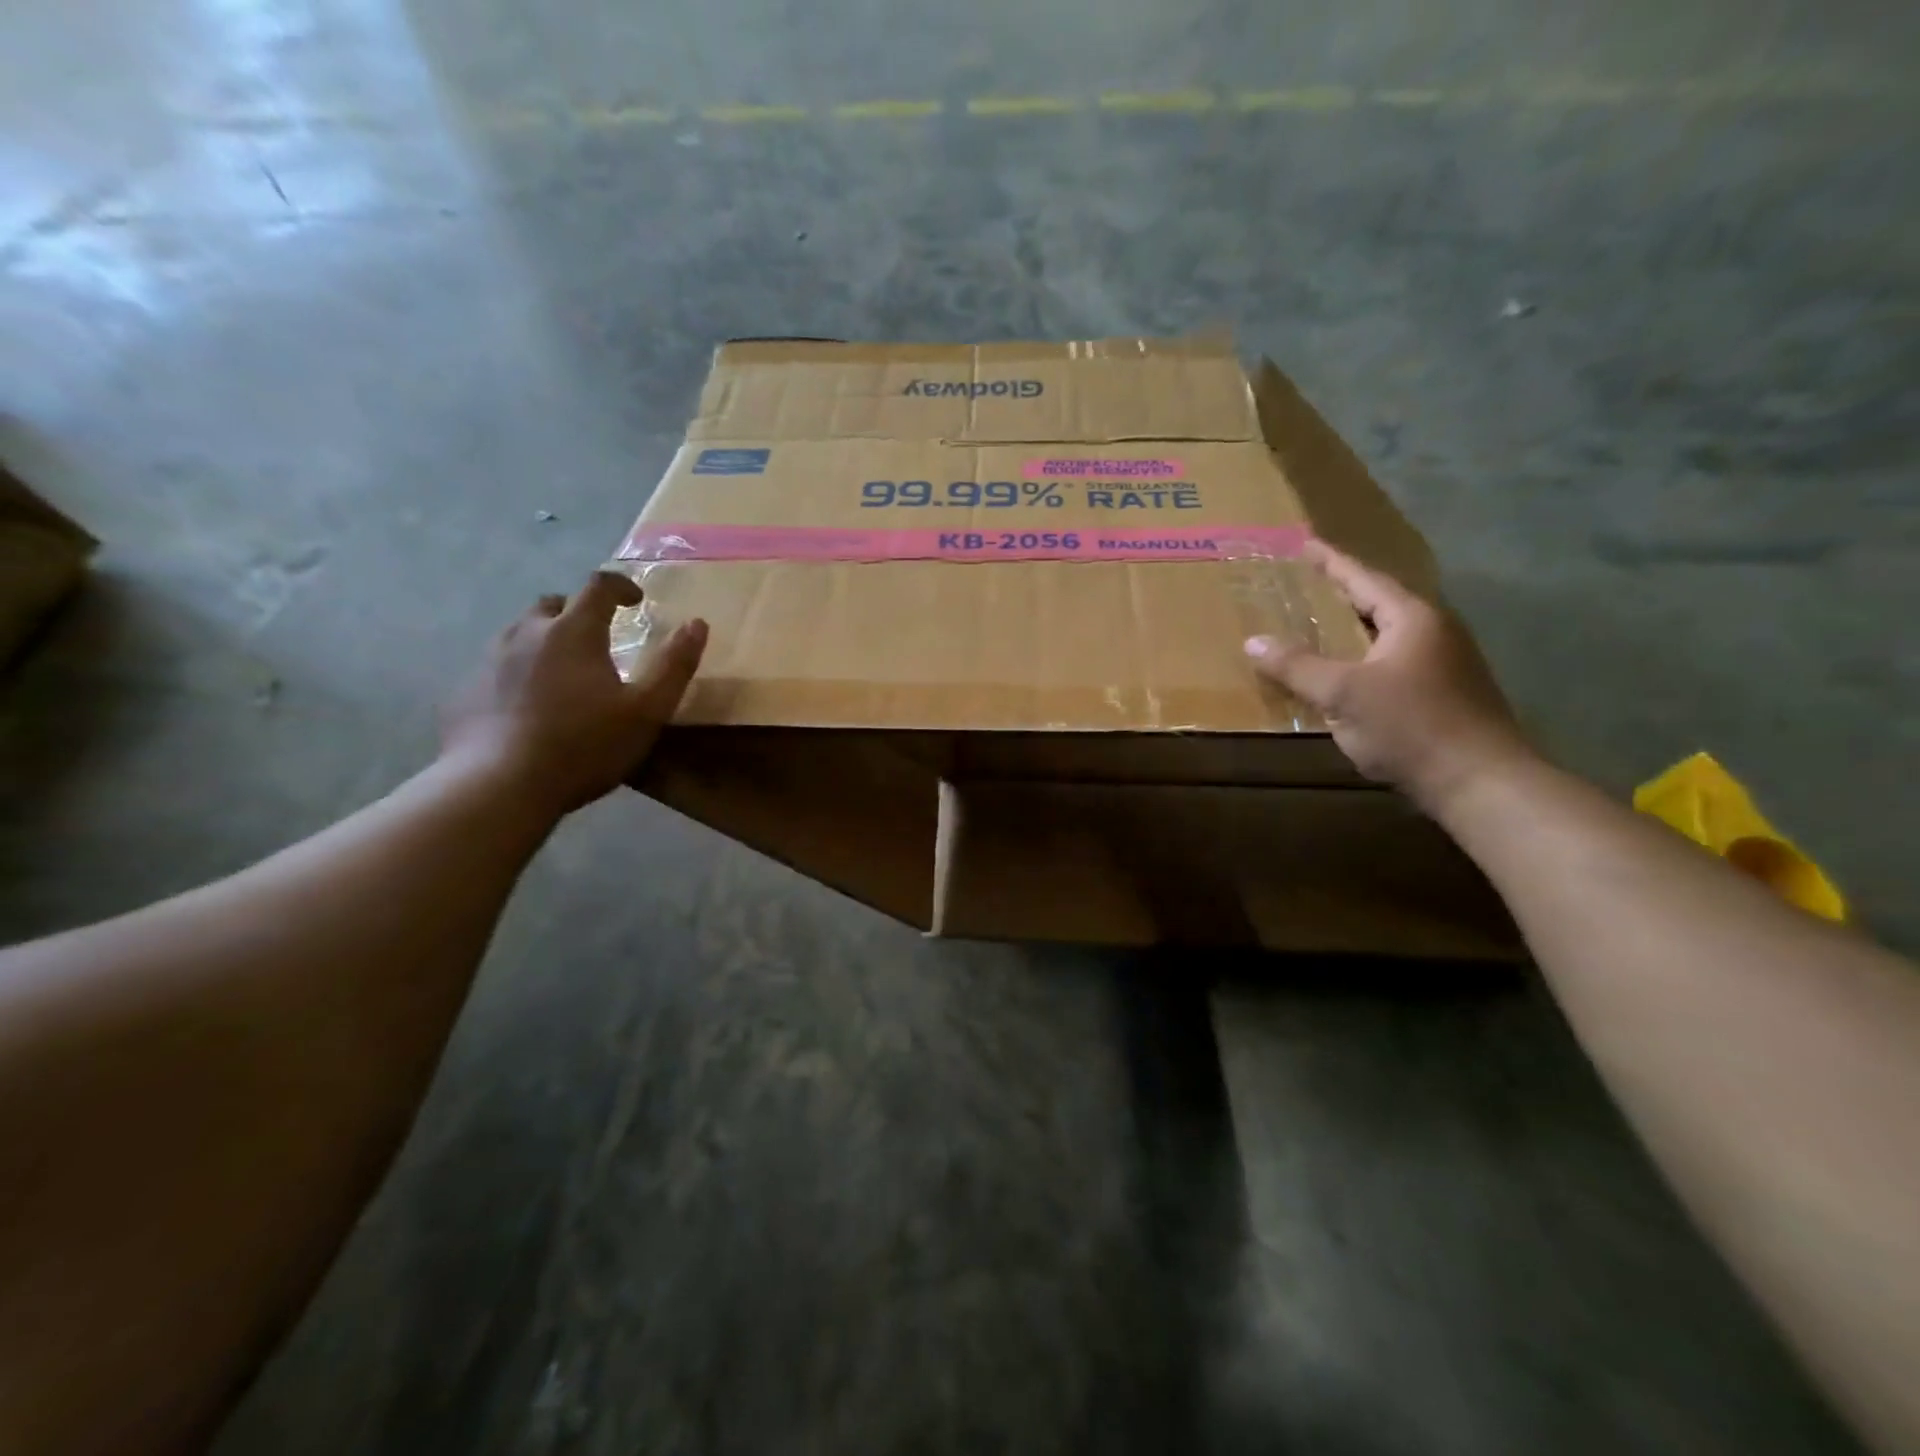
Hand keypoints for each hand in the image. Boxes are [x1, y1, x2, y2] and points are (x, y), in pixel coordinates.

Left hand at [442, 570, 707, 813]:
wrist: (499, 786)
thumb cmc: (584, 745)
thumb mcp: (647, 710)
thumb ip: (674, 666)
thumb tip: (697, 624)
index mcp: (574, 632)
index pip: (598, 586)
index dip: (621, 586)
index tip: (636, 600)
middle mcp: (527, 634)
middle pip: (554, 605)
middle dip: (579, 612)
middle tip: (599, 638)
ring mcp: (489, 660)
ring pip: (521, 634)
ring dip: (547, 640)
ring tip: (565, 672)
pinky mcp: (466, 691)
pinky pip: (498, 667)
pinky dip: (520, 672)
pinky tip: (531, 705)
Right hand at [1244, 542, 1535, 810]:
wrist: (1480, 783)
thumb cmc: (1411, 727)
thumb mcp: (1343, 694)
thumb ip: (1297, 666)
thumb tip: (1253, 642)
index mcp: (1412, 618)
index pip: (1363, 578)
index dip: (1330, 561)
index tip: (1304, 543)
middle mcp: (1434, 632)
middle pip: (1378, 602)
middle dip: (1340, 594)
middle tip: (1303, 586)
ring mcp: (1444, 664)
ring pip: (1387, 634)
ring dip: (1352, 629)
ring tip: (1317, 628)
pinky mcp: (1445, 694)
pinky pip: (1393, 662)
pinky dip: (1363, 658)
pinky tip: (1345, 675)